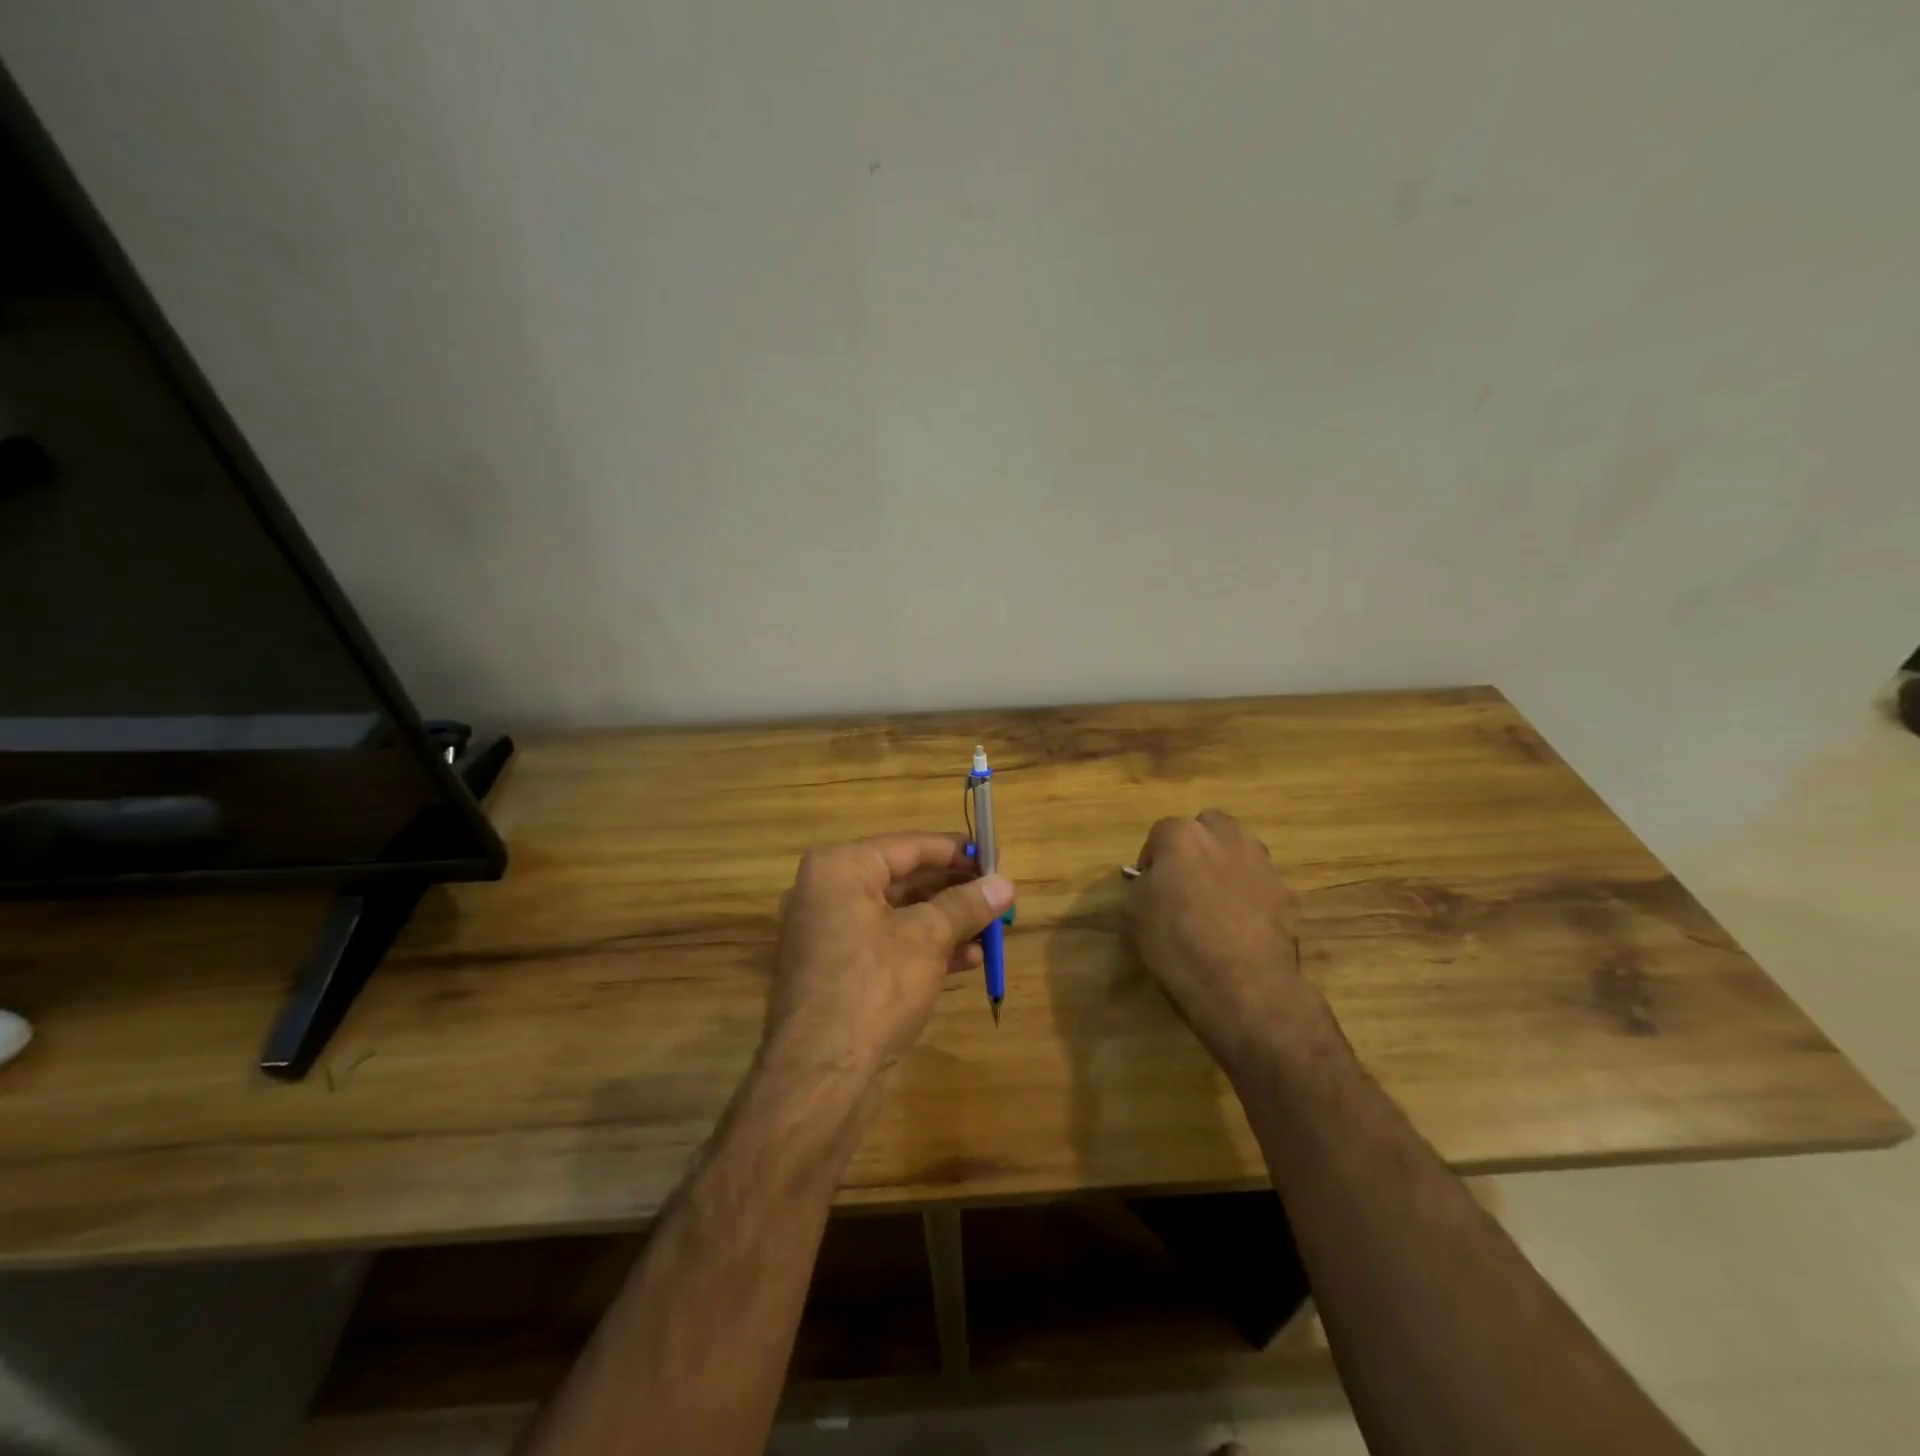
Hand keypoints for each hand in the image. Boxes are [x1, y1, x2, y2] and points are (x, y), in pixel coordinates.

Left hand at [762, 832, 1014, 1080]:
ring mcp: (830, 934)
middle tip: (998, 895)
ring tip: (993, 930)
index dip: (955, 851)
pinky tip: (969, 959)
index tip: (995, 857)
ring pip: (899, 915)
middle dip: (954, 891)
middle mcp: (827, 893)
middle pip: (903, 879)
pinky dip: (926, 948)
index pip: (908, 846)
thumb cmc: (874, 987)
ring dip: (947, 922)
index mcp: (839, 869)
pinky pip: (888, 944)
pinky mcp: (839, 970)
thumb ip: (966, 905)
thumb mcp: (927, 939)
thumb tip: (1004, 883)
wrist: (822, 1077)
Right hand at [1124, 809, 1318, 1074]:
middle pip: (1208, 826)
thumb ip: (1144, 885)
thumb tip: (1154, 881)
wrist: (1244, 987)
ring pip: (1239, 850)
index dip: (1152, 858)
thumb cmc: (1177, 945)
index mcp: (1183, 836)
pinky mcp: (1286, 893)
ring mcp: (1261, 863)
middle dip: (1196, 846)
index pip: (1161, 833)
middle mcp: (1226, 838)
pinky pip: (1260, 882)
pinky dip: (1249, 894)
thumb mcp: (1135, 914)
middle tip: (1184, 880)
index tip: (1149, 885)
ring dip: (1226, 864)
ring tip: (1215, 902)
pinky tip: (1240, 925)